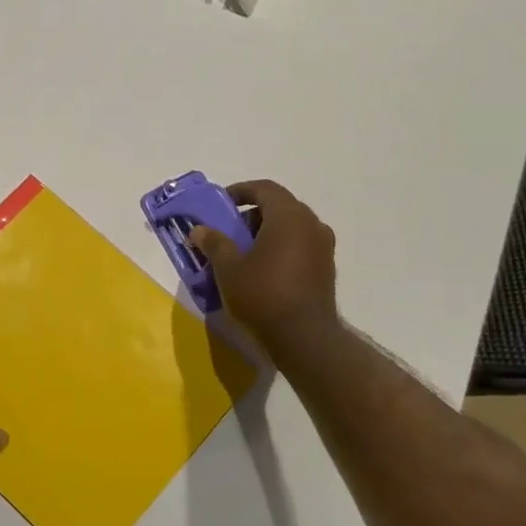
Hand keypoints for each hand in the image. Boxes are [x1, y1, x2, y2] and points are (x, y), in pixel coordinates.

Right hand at [191, 179, 338, 355]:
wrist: (305, 337)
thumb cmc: (263, 294)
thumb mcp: (229, 268)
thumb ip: (214, 243)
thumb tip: (199, 230)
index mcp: (289, 216)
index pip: (264, 188)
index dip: (240, 191)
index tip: (221, 205)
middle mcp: (311, 224)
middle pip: (280, 207)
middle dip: (252, 215)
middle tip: (230, 232)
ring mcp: (323, 247)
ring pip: (292, 227)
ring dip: (267, 232)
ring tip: (245, 254)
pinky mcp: (327, 268)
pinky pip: (301, 246)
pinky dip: (282, 248)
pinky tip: (264, 271)